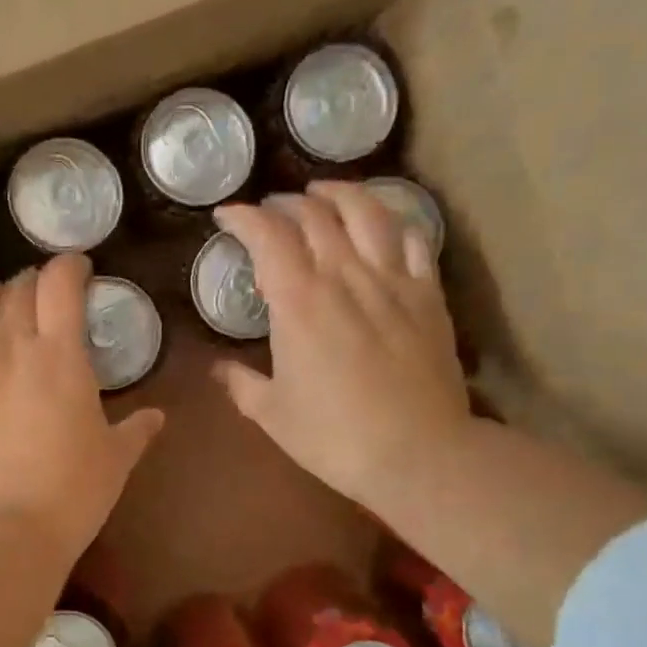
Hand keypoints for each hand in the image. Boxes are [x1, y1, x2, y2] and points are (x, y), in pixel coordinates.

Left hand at [0, 254, 164, 567]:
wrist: (2, 534)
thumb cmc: (70, 495)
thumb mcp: (115, 460)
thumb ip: (136, 430)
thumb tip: (156, 417)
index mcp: (59, 353)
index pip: (61, 282)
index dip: (71, 266)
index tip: (79, 271)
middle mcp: (6, 345)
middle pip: (15, 285)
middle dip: (32, 283)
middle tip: (41, 304)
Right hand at [212, 182, 469, 518]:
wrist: (418, 454)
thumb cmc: (334, 436)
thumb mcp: (272, 414)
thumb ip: (241, 384)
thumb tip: (218, 369)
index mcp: (298, 300)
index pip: (267, 234)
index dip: (243, 216)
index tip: (227, 215)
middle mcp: (344, 275)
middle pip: (314, 214)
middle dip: (286, 202)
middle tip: (271, 210)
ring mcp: (392, 281)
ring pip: (367, 212)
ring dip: (340, 193)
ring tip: (324, 192)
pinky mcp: (428, 295)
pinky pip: (413, 239)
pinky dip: (393, 222)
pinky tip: (382, 225)